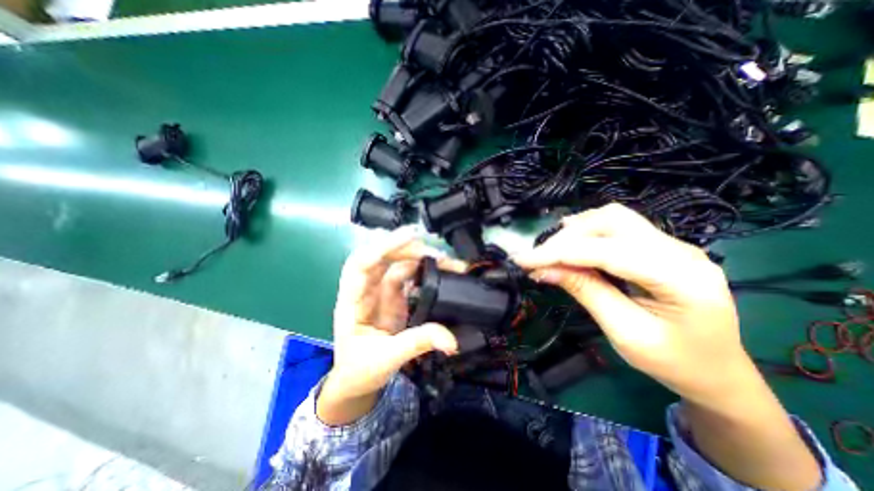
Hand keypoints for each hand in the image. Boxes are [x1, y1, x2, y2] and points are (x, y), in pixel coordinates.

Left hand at [319, 230, 460, 425]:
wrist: (357, 382)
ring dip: (421, 259)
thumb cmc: (360, 371)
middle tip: (436, 253)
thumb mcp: (385, 359)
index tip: (411, 236)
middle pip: (383, 257)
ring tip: (447, 262)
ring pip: (399, 264)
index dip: (384, 247)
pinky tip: (442, 271)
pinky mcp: (397, 297)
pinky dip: (426, 272)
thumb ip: (416, 344)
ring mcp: (382, 292)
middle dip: (408, 249)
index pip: (361, 263)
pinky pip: (410, 277)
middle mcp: (366, 289)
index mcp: (352, 301)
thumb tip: (451, 339)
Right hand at [514, 201, 750, 404]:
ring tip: (550, 250)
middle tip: (536, 259)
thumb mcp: (624, 332)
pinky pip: (617, 226)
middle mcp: (680, 249)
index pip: (606, 251)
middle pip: (611, 222)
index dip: (558, 253)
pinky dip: (587, 231)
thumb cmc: (674, 362)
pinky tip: (572, 241)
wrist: (717, 372)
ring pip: (613, 217)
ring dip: (575, 231)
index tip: (522, 260)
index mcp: (681, 278)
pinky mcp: (659, 246)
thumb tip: (544, 270)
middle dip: (565, 239)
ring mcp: (672, 244)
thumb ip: (585, 292)